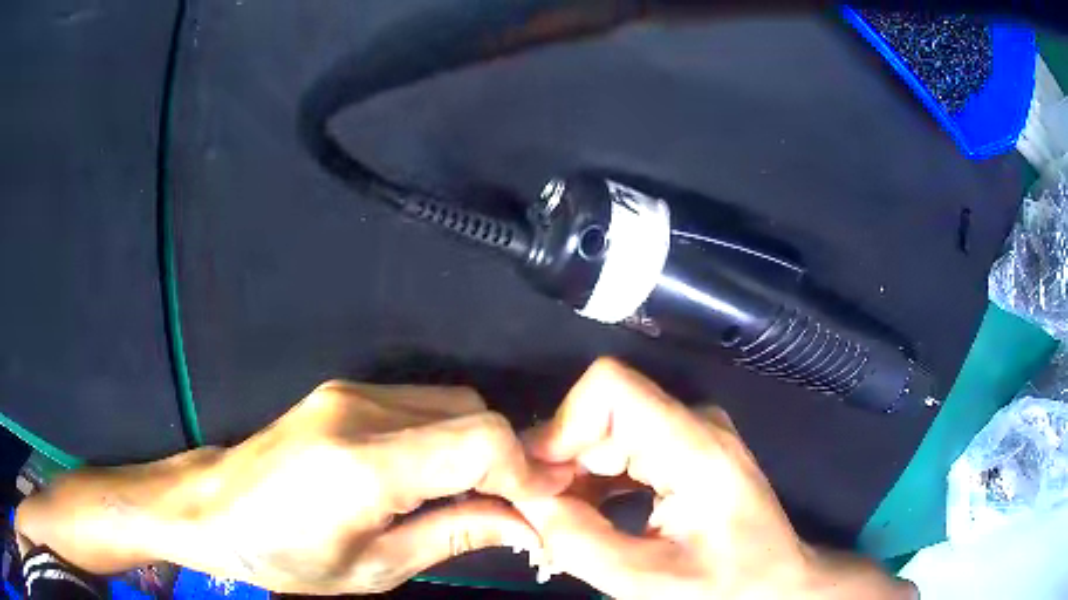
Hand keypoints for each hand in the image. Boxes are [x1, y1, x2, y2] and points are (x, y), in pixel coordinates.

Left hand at [17, 380, 569, 593]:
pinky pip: (419, 403)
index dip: (522, 472)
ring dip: (473, 447)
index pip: (480, 439)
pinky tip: (426, 474)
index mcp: (364, 464)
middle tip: (506, 508)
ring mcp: (349, 390)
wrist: (213, 507)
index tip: (536, 509)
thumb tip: (523, 523)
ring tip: (467, 495)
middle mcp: (361, 409)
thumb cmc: (285, 556)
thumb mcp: (374, 569)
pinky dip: (442, 435)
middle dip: (503, 460)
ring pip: (450, 402)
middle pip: (472, 412)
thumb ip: (453, 535)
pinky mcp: (342, 390)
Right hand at [517, 358, 915, 599]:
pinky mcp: (681, 450)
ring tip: (560, 526)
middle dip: (559, 464)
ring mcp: (688, 434)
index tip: (538, 483)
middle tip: (538, 520)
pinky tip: (586, 518)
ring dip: (572, 477)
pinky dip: (592, 482)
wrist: (778, 583)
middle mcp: (691, 423)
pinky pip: (619, 450)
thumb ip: (579, 542)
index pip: (609, 387)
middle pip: (599, 414)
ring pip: (603, 433)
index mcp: (695, 446)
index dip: (561, 426)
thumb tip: (525, 500)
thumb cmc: (729, 584)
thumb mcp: (650, 581)